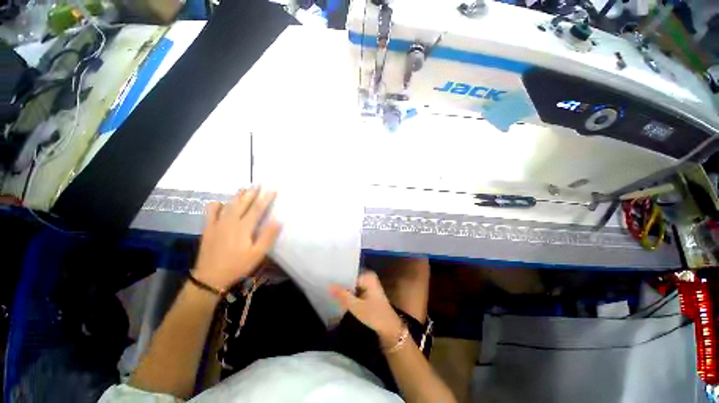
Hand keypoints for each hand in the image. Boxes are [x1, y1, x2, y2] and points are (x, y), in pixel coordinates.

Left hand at [193, 188, 280, 290]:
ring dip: (237, 195)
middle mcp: (230, 221)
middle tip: (258, 183)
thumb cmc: (237, 265)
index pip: (257, 208)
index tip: (272, 189)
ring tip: (244, 188)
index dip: (266, 198)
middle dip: (252, 192)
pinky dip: (216, 205)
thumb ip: (267, 236)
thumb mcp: (257, 254)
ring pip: (228, 205)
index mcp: (244, 227)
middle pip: (243, 203)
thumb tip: (277, 221)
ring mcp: (217, 224)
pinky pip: (210, 212)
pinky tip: (220, 203)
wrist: (210, 277)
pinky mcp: (208, 229)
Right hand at [329, 271, 403, 346]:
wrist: (389, 327)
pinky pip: (354, 289)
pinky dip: (348, 293)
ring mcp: (368, 283)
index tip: (325, 281)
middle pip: (350, 278)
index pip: (349, 273)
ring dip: (343, 289)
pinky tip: (338, 297)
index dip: (337, 278)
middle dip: (340, 283)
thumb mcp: (357, 307)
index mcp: (368, 276)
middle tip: (325, 286)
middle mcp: (368, 276)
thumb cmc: (375, 315)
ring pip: (351, 284)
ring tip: (329, 291)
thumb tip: (328, 286)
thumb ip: (343, 296)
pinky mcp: (367, 291)